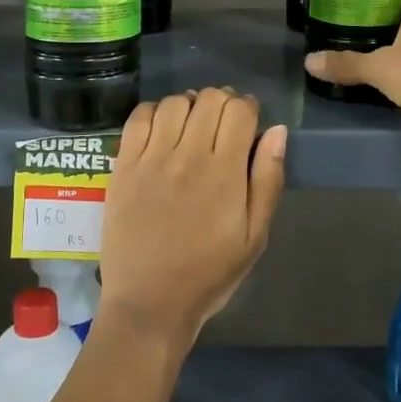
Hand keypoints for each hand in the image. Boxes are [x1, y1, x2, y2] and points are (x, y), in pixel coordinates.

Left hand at [99, 88, 286, 345]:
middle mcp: (188, 156)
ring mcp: (151, 159)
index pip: (239, 110)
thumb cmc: (210, 274)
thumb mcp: (255, 236)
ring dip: (189, 105)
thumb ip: (268, 180)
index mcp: (225, 172)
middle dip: (222, 102)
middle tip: (222, 124)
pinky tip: (162, 129)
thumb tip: (277, 131)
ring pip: (174, 102)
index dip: (248, 107)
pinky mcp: (123, 167)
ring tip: (191, 126)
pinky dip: (154, 112)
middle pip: (209, 98)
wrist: (149, 303)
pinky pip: (138, 118)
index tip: (248, 122)